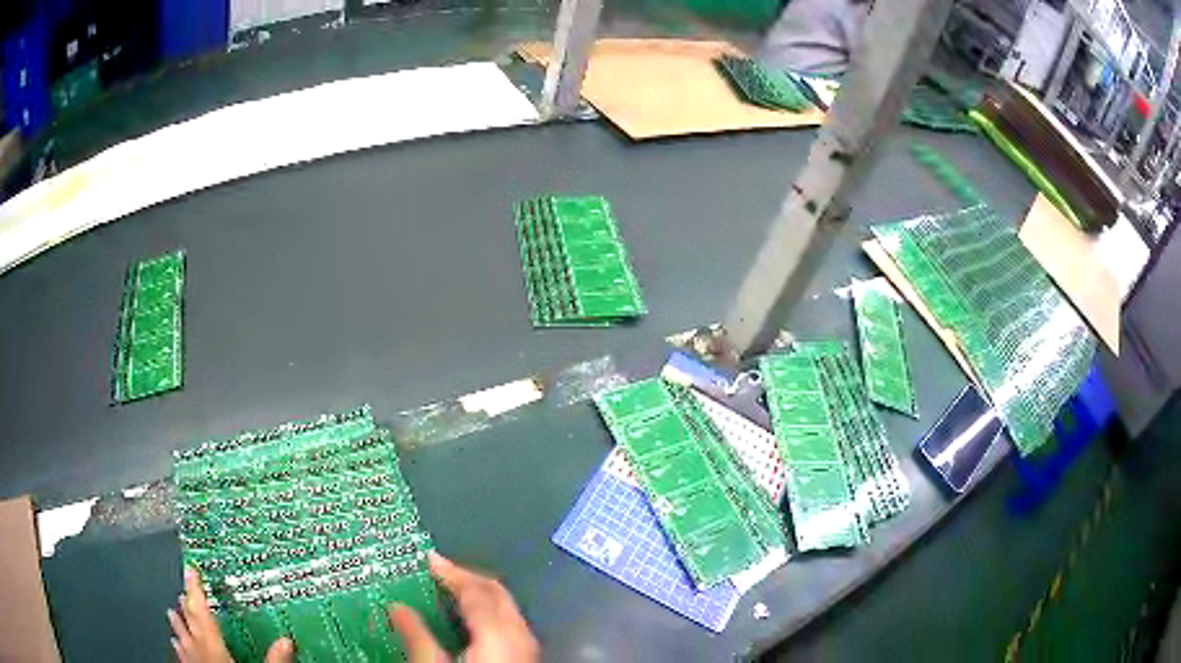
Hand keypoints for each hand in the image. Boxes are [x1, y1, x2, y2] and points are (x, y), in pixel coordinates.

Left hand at [167, 566, 293, 662]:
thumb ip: (273, 660)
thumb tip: (286, 640)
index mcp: (215, 648)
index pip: (203, 613)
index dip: (196, 590)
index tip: (189, 570)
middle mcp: (199, 651)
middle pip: (191, 623)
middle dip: (188, 605)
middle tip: (183, 587)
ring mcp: (193, 662)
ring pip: (182, 637)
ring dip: (179, 623)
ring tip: (171, 609)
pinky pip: (182, 655)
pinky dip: (178, 645)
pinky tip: (174, 642)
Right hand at [389, 552, 539, 662]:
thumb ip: (417, 638)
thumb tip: (396, 607)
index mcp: (498, 633)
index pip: (476, 589)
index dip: (450, 571)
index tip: (426, 559)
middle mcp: (519, 634)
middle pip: (496, 593)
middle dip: (466, 578)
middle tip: (434, 572)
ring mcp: (527, 648)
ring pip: (504, 607)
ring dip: (476, 595)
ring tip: (443, 592)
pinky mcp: (525, 658)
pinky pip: (506, 623)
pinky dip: (485, 612)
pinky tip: (463, 621)